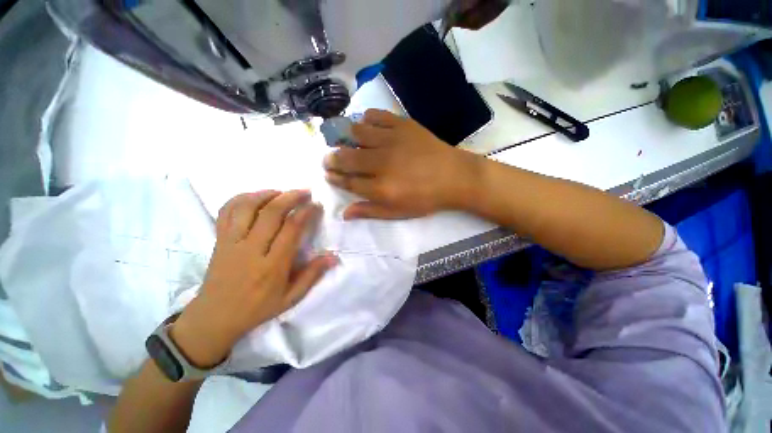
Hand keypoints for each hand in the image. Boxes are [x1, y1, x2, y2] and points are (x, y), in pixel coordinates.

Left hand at [170, 190, 337, 367]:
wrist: (214, 317)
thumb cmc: (257, 308)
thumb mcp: (290, 298)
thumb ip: (312, 275)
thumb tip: (333, 257)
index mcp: (272, 265)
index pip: (292, 228)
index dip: (306, 212)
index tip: (316, 205)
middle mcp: (251, 249)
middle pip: (271, 212)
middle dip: (291, 196)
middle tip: (304, 192)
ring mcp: (231, 242)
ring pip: (247, 206)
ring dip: (267, 194)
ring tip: (282, 192)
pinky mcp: (219, 239)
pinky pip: (226, 211)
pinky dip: (241, 198)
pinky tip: (255, 197)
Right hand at [323, 109, 480, 219]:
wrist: (454, 177)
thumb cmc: (426, 199)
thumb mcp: (398, 213)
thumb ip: (370, 211)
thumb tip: (344, 214)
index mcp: (380, 188)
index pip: (347, 182)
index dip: (334, 177)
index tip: (327, 173)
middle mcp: (381, 163)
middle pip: (347, 157)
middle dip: (332, 158)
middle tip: (329, 158)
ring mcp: (392, 140)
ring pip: (357, 133)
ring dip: (348, 138)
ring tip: (349, 142)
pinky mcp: (403, 125)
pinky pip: (376, 115)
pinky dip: (367, 120)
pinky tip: (368, 126)